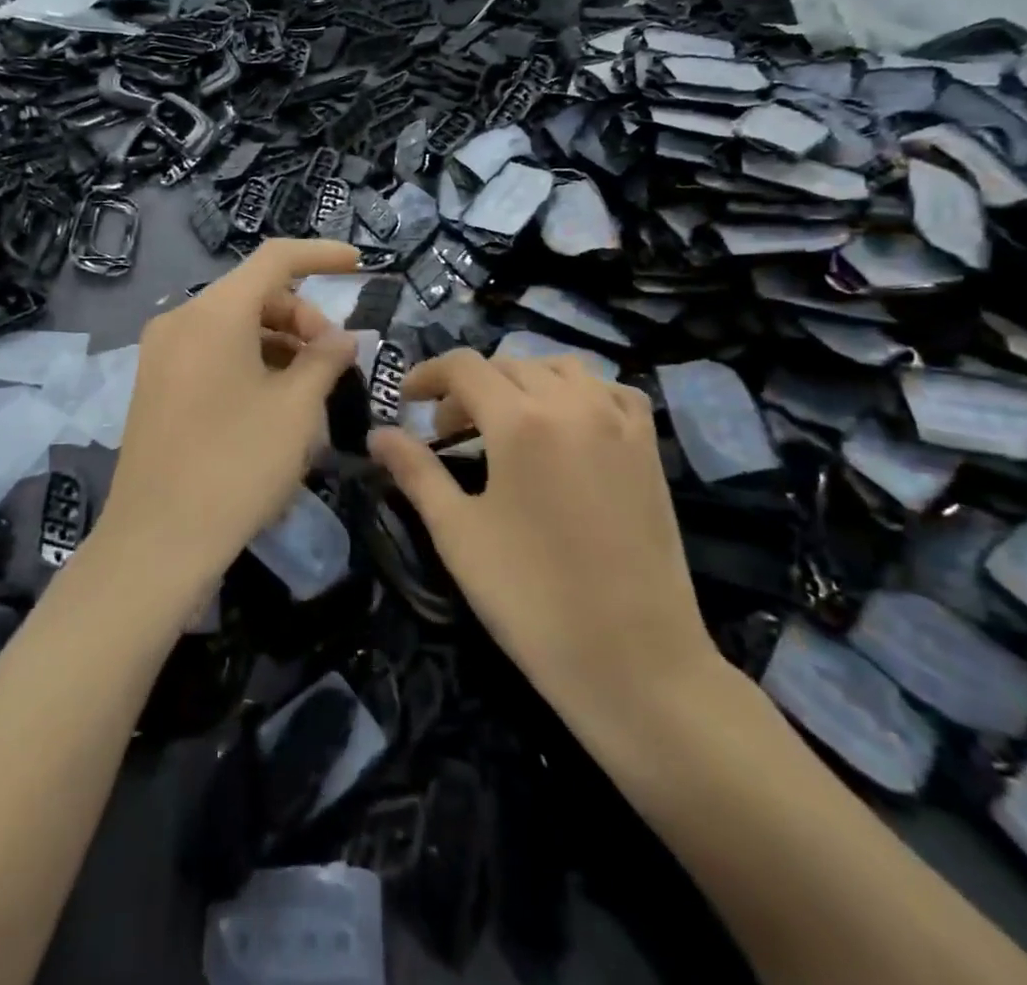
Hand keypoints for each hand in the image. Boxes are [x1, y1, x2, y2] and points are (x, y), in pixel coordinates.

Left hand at [97, 239, 359, 597]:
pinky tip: (274, 399)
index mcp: (214, 313)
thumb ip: (325, 359)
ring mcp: (161, 353)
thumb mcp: (296, 409)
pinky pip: (212, 352)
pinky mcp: (155, 384)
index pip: (275, 259)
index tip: (359, 264)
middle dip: (303, 316)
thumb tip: (342, 337)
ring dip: (279, 342)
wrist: (156, 542)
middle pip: (254, 294)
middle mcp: (181, 320)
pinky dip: (250, 360)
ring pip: (234, 325)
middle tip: (335, 360)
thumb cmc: (236, 465)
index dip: (322, 255)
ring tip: (311, 385)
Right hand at [368, 351, 719, 716]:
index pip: (464, 367)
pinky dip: (580, 392)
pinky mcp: (649, 447)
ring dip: (522, 381)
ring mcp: (619, 422)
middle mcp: (572, 404)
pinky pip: (611, 391)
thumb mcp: (458, 533)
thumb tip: (378, 434)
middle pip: (508, 365)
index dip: (427, 375)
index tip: (406, 401)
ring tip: (504, 423)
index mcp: (520, 421)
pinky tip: (568, 423)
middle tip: (447, 432)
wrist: (633, 661)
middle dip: (468, 387)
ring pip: (561, 369)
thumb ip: (415, 471)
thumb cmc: (530, 598)